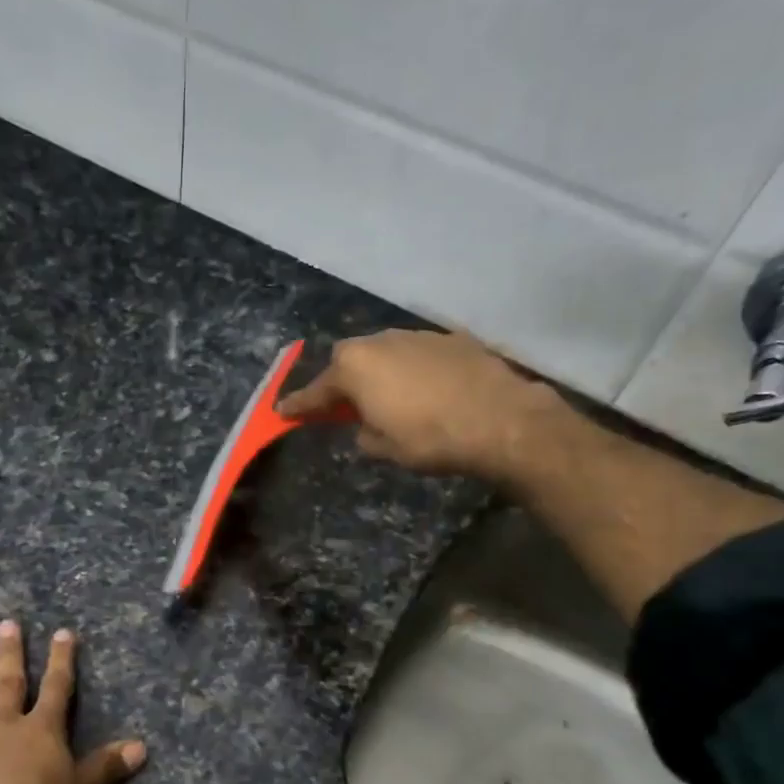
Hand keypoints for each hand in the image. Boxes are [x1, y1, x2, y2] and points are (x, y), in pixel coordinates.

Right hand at [277, 329, 565, 481]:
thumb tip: (366, 424)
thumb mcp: (383, 448)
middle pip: (349, 360)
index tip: (282, 413)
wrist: (500, 421)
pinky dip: (414, 370)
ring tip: (392, 399)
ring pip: (386, 352)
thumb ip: (363, 432)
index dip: (299, 405)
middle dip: (344, 381)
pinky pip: (418, 354)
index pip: (317, 390)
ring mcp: (418, 335)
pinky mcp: (452, 338)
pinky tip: (428, 390)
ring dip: (381, 373)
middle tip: (346, 405)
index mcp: (355, 367)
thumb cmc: (429, 439)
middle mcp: (381, 341)